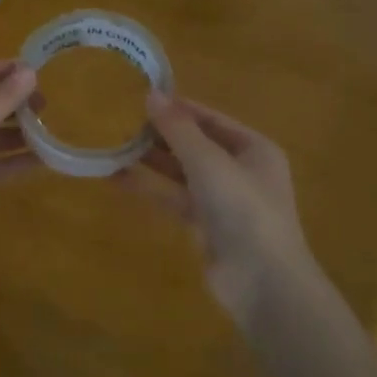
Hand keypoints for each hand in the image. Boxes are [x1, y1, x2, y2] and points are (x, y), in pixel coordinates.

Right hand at [124, 92, 319, 323]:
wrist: (263, 281)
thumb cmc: (243, 209)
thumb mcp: (209, 162)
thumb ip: (178, 129)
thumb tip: (151, 94)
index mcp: (253, 148)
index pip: (210, 118)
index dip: (178, 107)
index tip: (141, 96)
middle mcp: (240, 170)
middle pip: (195, 144)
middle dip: (161, 133)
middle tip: (120, 119)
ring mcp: (222, 200)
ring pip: (182, 172)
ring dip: (152, 160)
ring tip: (114, 143)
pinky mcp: (205, 226)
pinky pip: (173, 198)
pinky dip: (149, 188)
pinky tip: (117, 178)